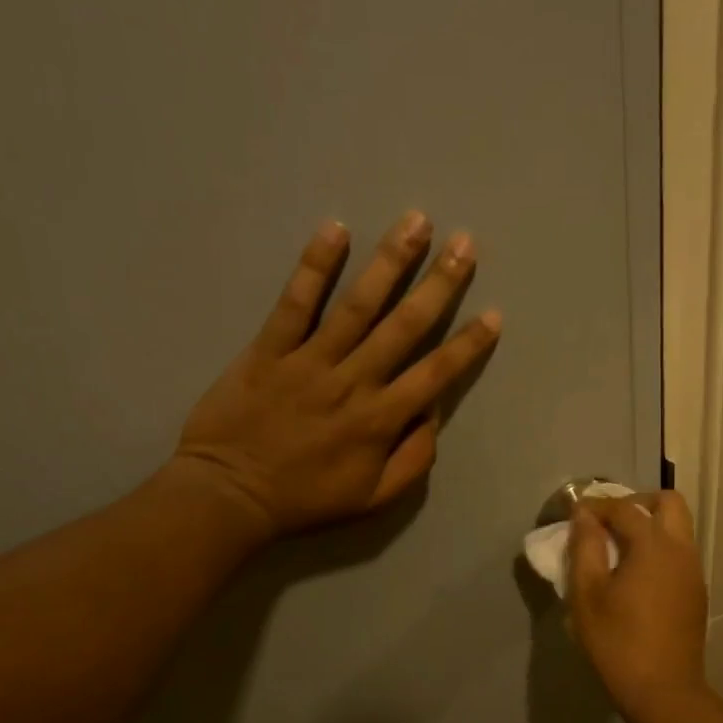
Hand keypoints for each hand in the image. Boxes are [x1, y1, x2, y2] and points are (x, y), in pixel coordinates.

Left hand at [173, 211, 500, 537]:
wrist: (228, 496)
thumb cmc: (305, 500)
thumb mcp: (374, 499)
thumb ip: (413, 459)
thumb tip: (432, 413)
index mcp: (381, 420)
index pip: (436, 373)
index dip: (468, 344)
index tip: (494, 314)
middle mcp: (353, 382)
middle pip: (404, 326)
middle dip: (439, 284)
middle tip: (465, 244)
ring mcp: (310, 361)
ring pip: (358, 305)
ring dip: (390, 262)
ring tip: (416, 222)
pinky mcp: (269, 349)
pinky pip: (295, 303)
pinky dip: (314, 266)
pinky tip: (335, 230)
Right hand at [567, 492, 709, 721]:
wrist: (663, 691)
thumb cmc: (617, 642)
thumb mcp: (587, 594)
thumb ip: (585, 547)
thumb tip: (584, 516)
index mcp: (653, 545)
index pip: (624, 508)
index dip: (597, 505)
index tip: (575, 512)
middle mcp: (681, 550)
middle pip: (668, 503)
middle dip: (636, 503)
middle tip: (609, 523)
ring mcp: (694, 571)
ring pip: (678, 528)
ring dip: (650, 526)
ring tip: (617, 550)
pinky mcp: (696, 592)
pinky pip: (679, 553)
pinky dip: (658, 549)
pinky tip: (635, 576)